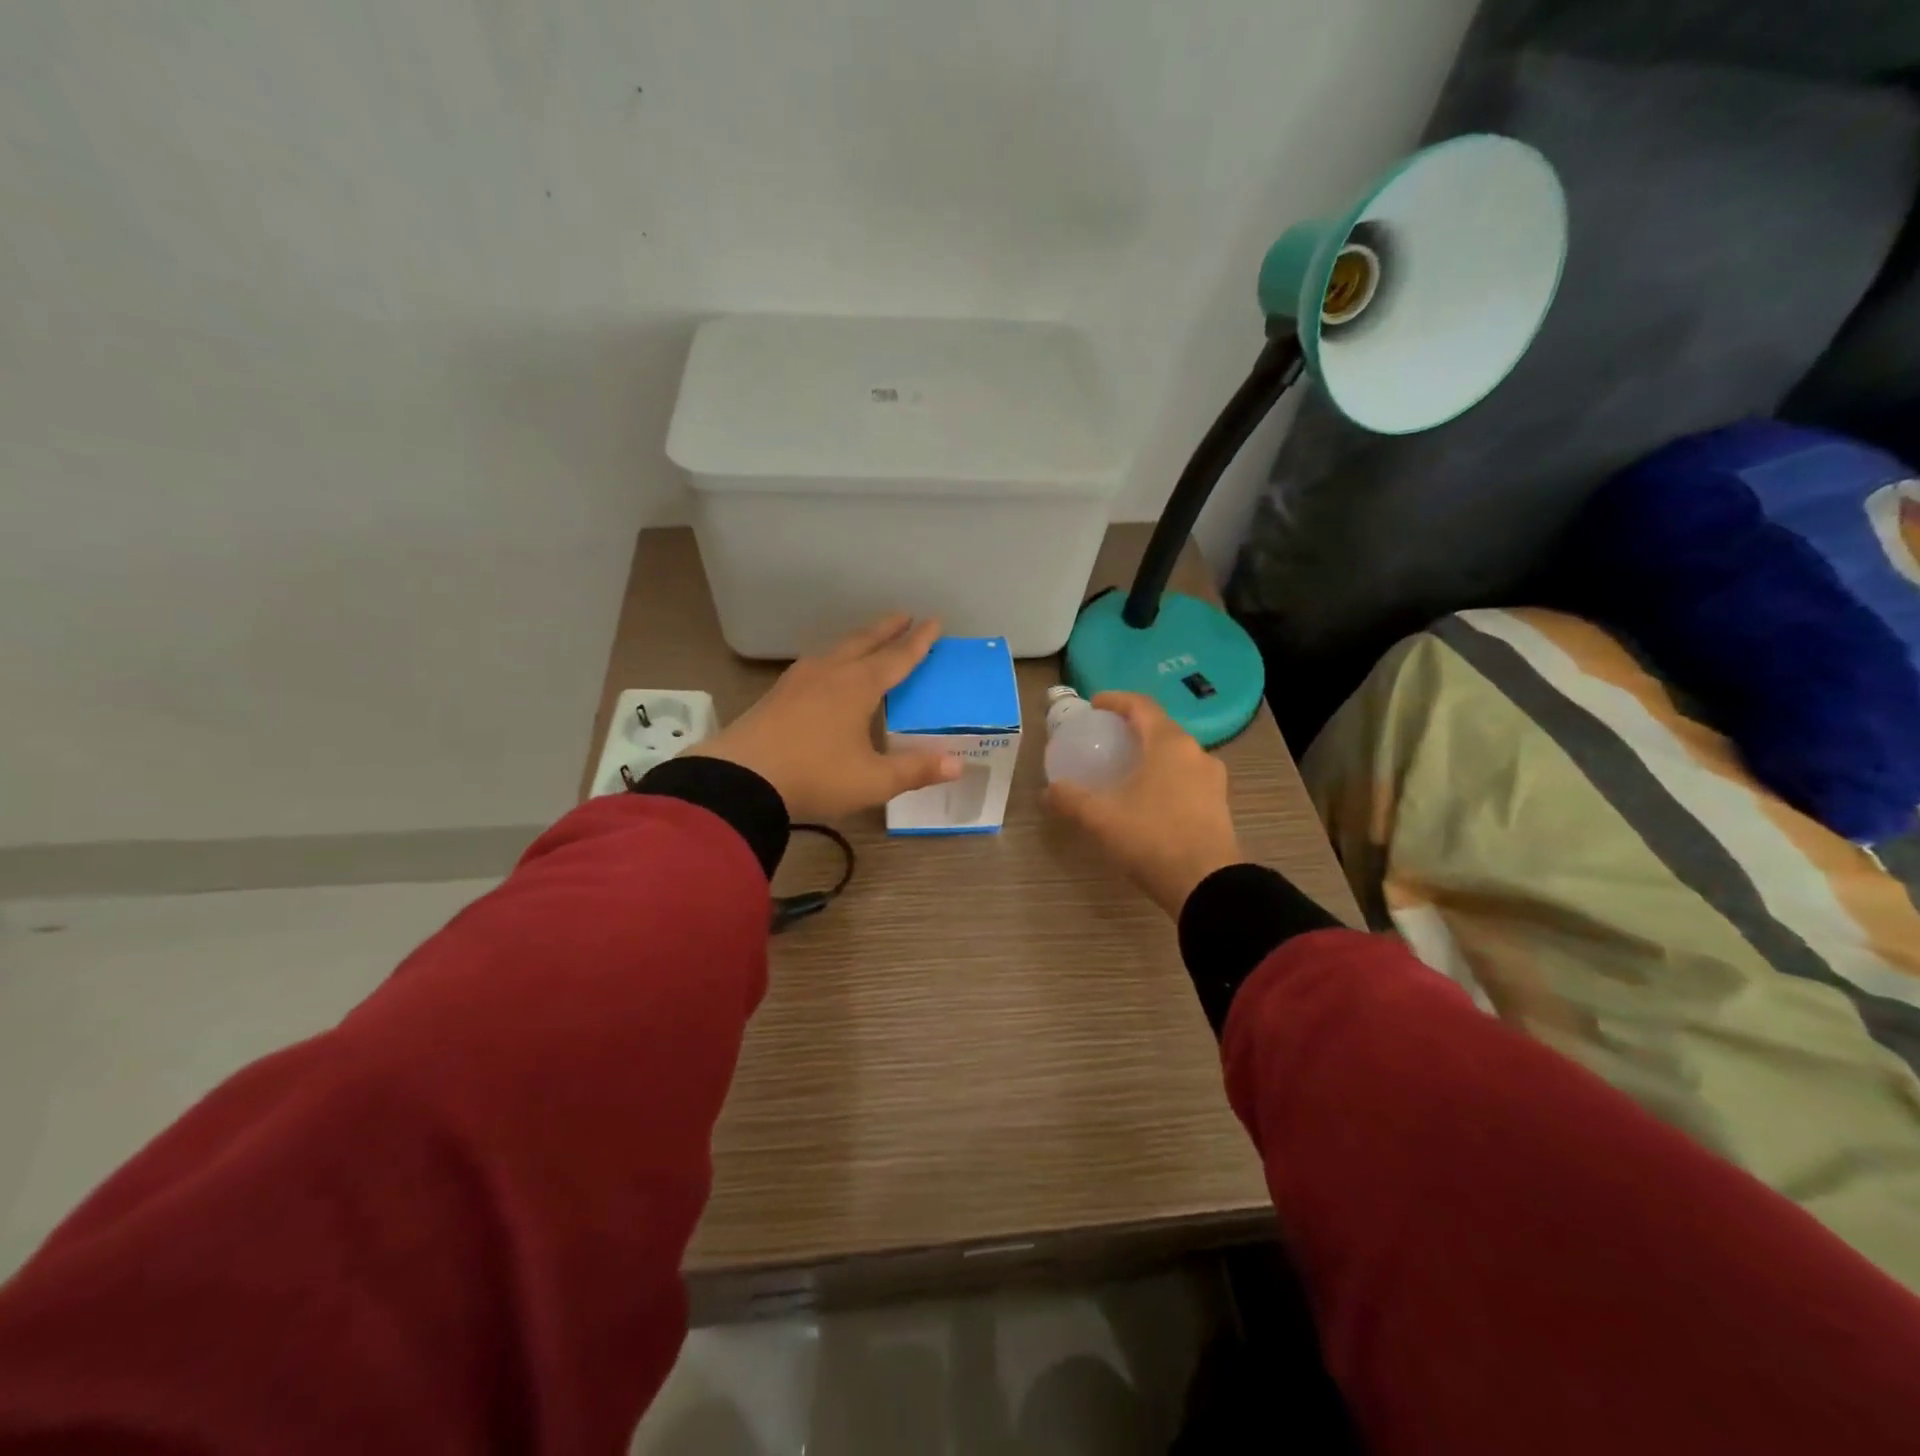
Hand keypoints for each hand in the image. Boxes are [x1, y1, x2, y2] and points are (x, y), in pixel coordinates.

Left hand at [690, 615, 960, 821]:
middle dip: (887, 629)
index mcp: (858, 685)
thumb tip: (958, 765)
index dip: (919, 641)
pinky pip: (816, 664)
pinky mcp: (778, 693)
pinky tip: (827, 670)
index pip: (897, 657)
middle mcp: (831, 672)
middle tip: (905, 616)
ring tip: (869, 639)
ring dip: (858, 640)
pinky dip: (834, 657)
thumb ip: (915, 771)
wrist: (740, 779)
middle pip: (864, 642)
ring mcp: (799, 680)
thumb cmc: (815, 776)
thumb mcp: (872, 780)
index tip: (934, 622)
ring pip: (836, 649)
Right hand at [1044, 692, 1242, 917]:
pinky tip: (1147, 798)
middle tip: (1106, 738)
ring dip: (1150, 754)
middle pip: (1161, 728)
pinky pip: (1187, 778)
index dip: (1116, 700)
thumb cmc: (1152, 838)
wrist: (1208, 885)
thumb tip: (1048, 791)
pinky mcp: (1219, 805)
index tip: (1094, 705)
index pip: (1142, 706)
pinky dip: (1164, 777)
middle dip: (1132, 728)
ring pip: (1176, 755)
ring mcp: (1213, 780)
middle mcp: (1196, 753)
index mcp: (1169, 744)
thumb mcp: (1101, 818)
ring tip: (1125, 769)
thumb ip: (1071, 799)